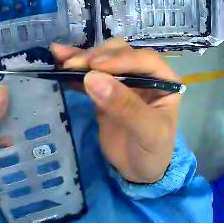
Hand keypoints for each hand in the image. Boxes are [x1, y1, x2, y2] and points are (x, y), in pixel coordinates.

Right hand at [51, 39, 180, 182]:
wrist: (139, 169)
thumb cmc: (153, 151)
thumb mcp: (148, 132)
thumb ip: (125, 106)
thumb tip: (92, 78)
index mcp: (164, 80)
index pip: (144, 59)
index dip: (121, 59)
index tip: (95, 67)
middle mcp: (145, 74)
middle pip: (121, 53)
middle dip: (97, 56)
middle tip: (74, 66)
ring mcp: (124, 80)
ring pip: (104, 59)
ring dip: (82, 57)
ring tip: (61, 59)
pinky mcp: (107, 90)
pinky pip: (91, 75)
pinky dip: (76, 70)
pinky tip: (60, 62)